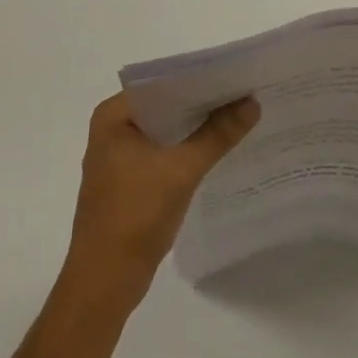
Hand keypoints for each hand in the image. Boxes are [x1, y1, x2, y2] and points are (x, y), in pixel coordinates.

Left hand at [63, 92, 259, 310]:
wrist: (105, 283)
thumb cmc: (135, 215)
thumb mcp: (182, 170)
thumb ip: (217, 134)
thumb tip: (252, 102)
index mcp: (113, 116)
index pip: (162, 82)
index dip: (199, 78)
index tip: (235, 74)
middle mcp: (112, 129)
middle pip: (165, 105)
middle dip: (202, 102)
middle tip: (244, 92)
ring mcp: (119, 157)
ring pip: (166, 130)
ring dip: (196, 126)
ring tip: (239, 115)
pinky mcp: (129, 181)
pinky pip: (163, 152)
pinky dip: (187, 149)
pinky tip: (218, 148)